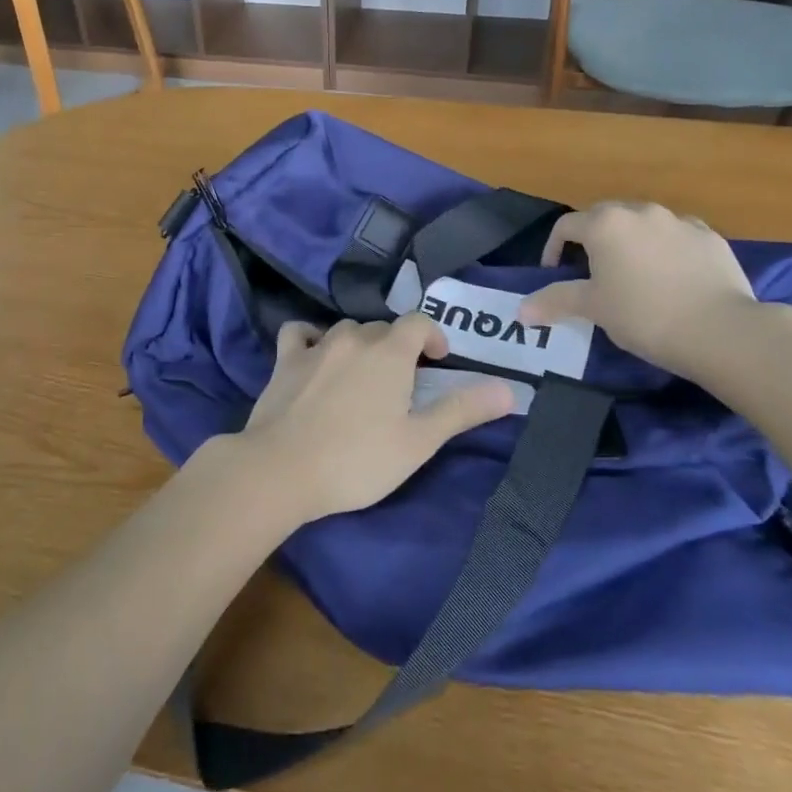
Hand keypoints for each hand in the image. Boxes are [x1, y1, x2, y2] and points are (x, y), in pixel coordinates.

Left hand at [236, 314, 513, 522]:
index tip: (438, 362)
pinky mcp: (284, 360)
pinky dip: (310, 338)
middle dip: (398, 348)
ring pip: (346, 330)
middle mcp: (353, 337)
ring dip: (360, 345)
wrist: (282, 469)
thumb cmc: (358, 459)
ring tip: (362, 378)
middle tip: (402, 384)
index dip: (433, 336)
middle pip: (383, 328)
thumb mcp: (419, 441)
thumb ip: (462, 410)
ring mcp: (315, 346)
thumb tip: (509, 389)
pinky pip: (299, 333)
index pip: (418, 321)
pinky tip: (314, 357)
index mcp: (390, 351)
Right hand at [519, 201, 756, 381]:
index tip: (554, 274)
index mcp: (605, 224)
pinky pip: (677, 235)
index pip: (566, 226)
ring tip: (634, 273)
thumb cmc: (644, 315)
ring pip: (643, 223)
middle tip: (592, 272)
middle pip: (604, 217)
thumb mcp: (593, 308)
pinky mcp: (710, 237)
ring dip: (631, 241)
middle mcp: (640, 211)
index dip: (553, 248)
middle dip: (593, 239)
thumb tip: (521, 311)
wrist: (721, 330)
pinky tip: (672, 276)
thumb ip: (555, 301)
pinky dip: (667, 248)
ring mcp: (679, 221)